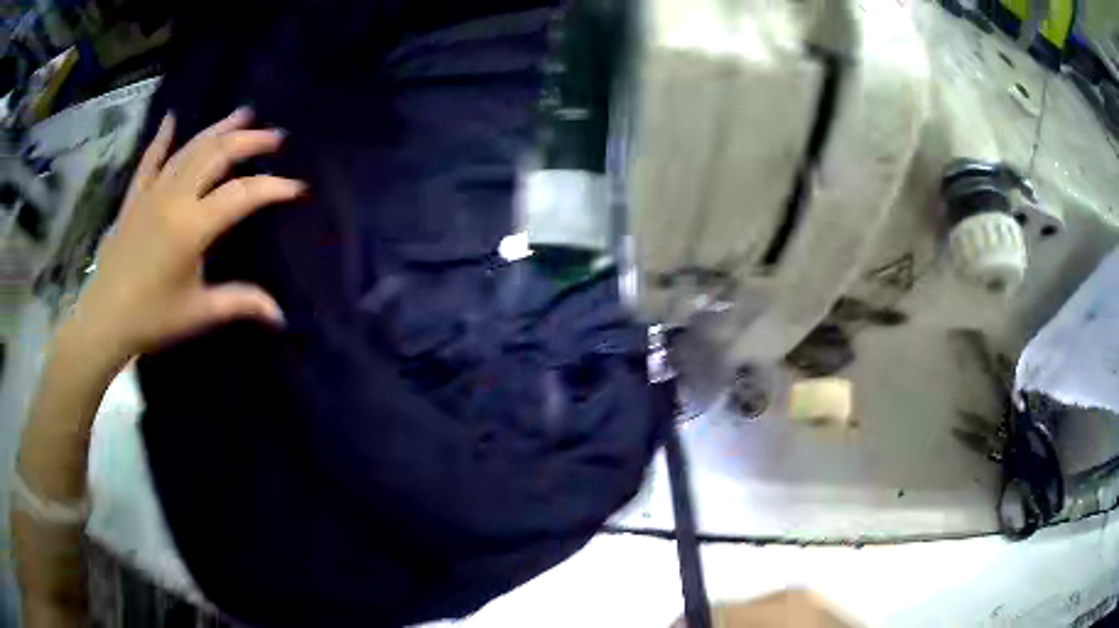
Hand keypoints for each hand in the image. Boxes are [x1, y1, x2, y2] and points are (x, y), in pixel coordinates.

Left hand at [65, 107, 305, 366]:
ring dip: (219, 129)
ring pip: (190, 148)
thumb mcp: (199, 313)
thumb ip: (240, 303)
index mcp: (193, 226)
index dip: (273, 187)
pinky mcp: (135, 197)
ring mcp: (152, 192)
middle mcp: (175, 196)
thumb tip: (281, 315)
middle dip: (251, 141)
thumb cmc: (152, 319)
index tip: (298, 186)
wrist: (104, 320)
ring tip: (243, 113)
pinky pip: (150, 159)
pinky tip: (172, 118)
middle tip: (276, 136)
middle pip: (218, 155)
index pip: (242, 194)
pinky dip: (161, 137)